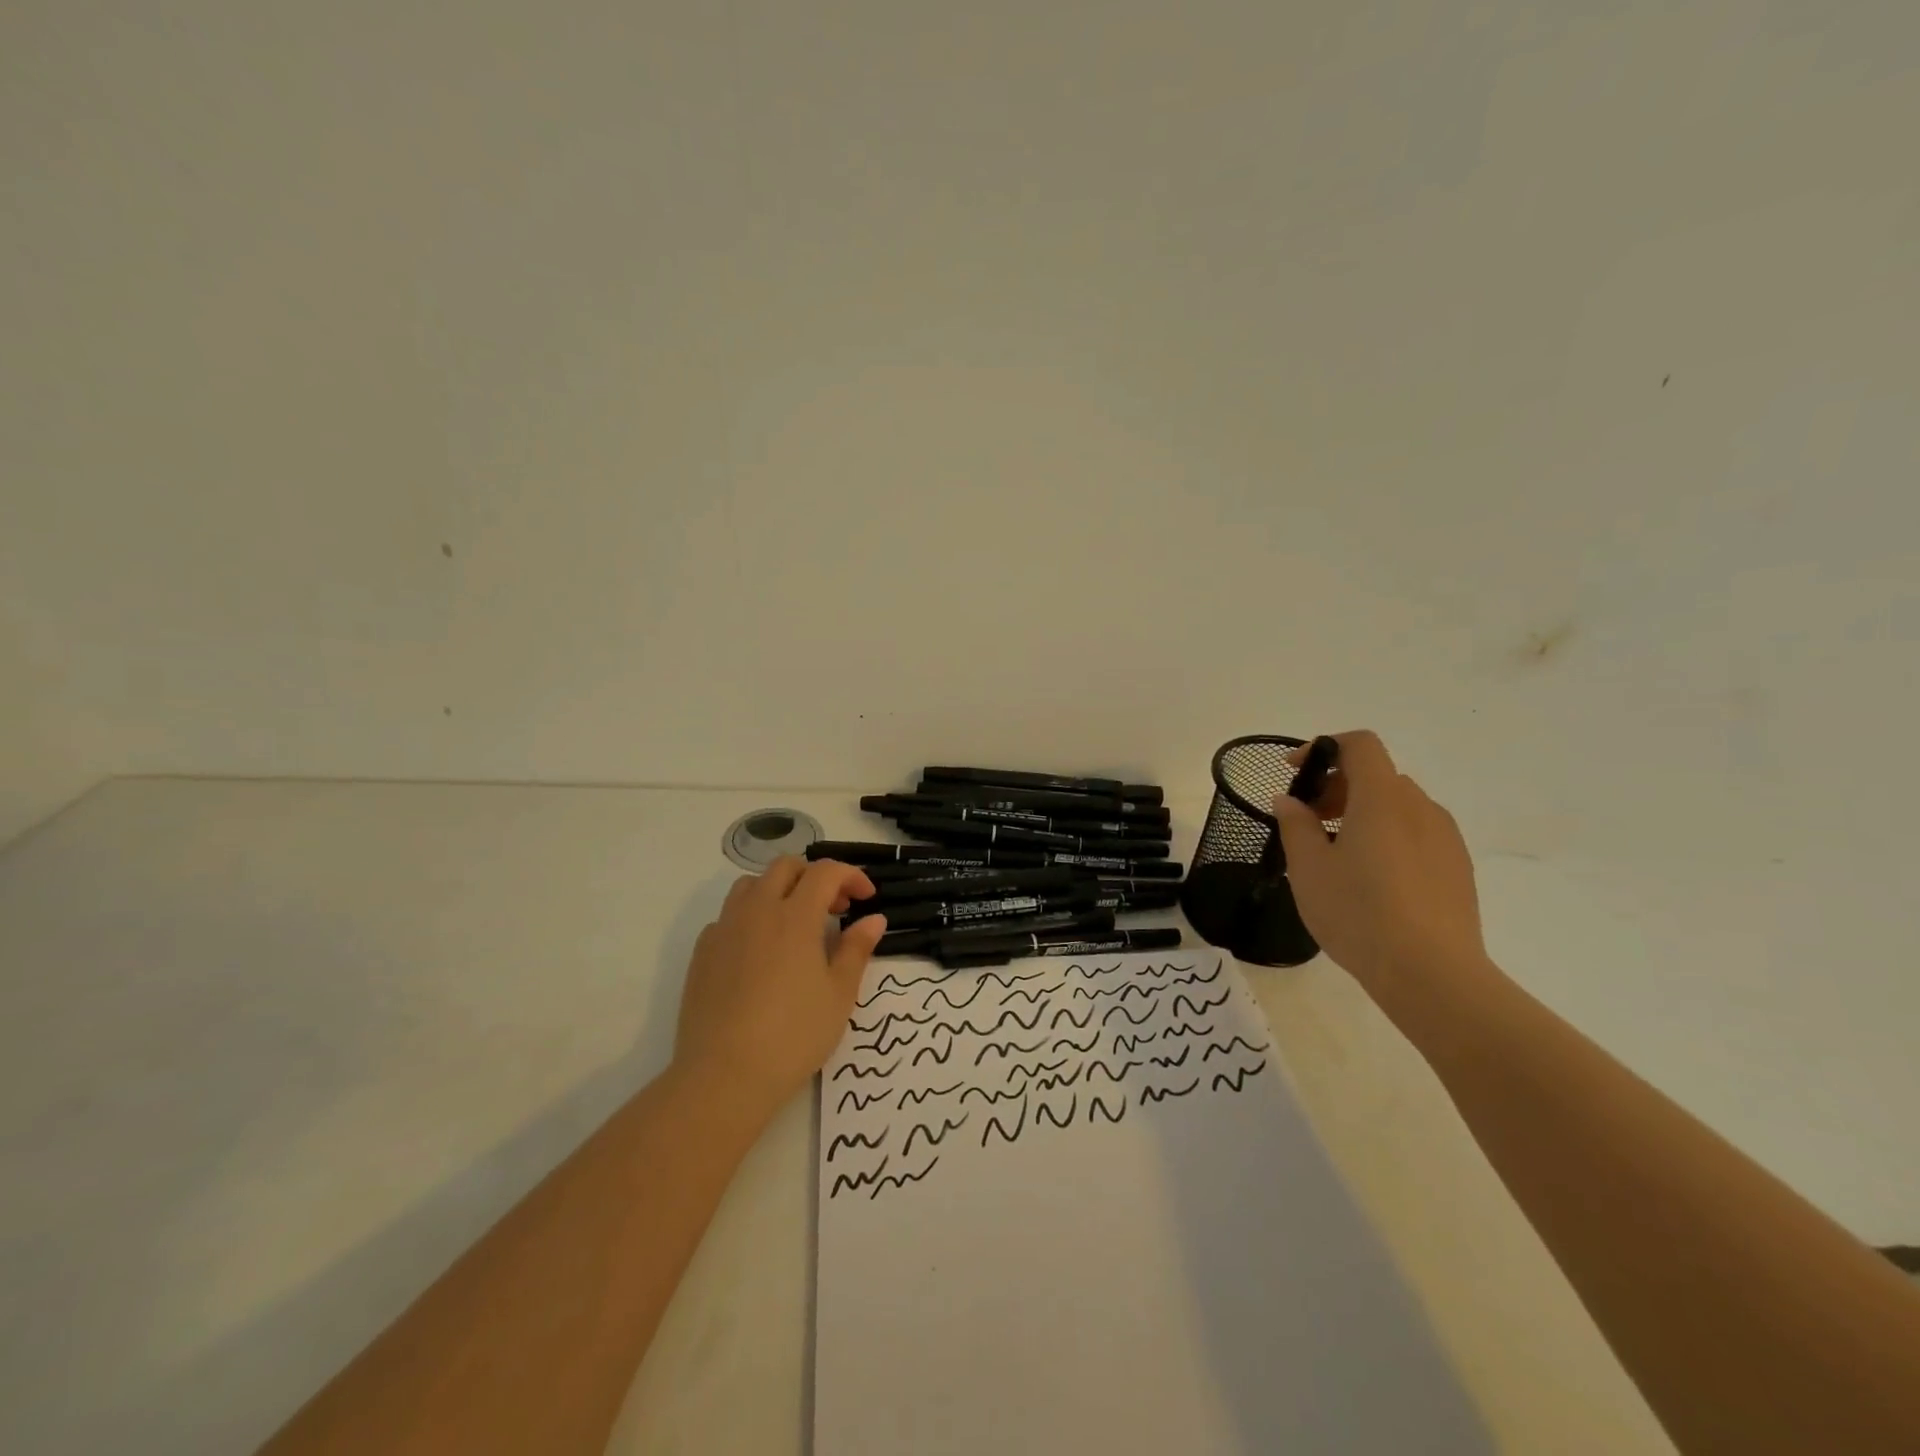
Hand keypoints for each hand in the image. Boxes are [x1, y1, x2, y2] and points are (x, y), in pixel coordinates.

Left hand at [674, 858, 886, 1118]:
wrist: (723, 1076)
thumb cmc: (793, 1036)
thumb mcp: (839, 994)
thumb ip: (856, 949)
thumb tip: (873, 919)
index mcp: (795, 916)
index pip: (825, 872)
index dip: (851, 876)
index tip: (866, 898)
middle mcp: (757, 911)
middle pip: (785, 867)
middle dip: (814, 876)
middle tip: (834, 908)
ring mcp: (724, 929)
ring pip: (751, 884)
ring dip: (779, 890)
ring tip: (796, 923)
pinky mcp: (702, 952)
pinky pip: (728, 916)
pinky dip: (752, 917)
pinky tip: (762, 951)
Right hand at [1271, 731, 1488, 991]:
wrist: (1431, 974)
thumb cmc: (1358, 912)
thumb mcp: (1308, 868)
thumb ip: (1295, 825)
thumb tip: (1289, 800)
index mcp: (1382, 798)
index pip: (1360, 745)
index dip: (1324, 748)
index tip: (1295, 772)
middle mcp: (1420, 807)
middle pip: (1377, 776)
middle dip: (1337, 787)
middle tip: (1308, 821)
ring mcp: (1445, 838)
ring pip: (1398, 806)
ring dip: (1363, 813)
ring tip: (1337, 854)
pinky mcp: (1458, 868)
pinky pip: (1417, 833)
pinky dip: (1388, 836)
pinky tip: (1371, 879)